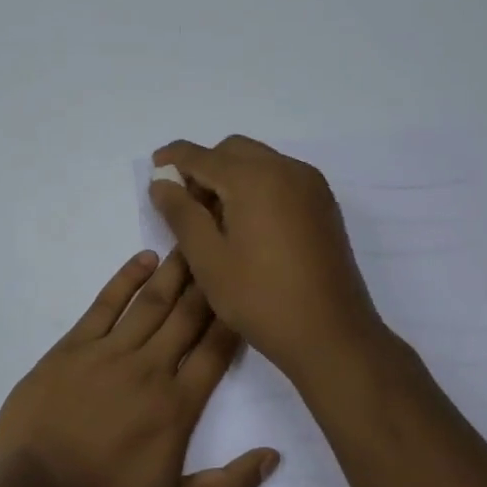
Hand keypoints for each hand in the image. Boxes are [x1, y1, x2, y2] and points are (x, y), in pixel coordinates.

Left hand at [0, 250, 279, 486]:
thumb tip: (273, 456)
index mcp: (176, 406)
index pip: (215, 351)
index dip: (233, 318)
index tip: (246, 288)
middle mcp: (148, 369)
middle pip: (187, 316)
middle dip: (209, 281)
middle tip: (224, 245)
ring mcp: (108, 352)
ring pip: (151, 302)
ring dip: (174, 271)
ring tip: (192, 241)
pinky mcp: (72, 347)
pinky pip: (104, 305)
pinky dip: (125, 279)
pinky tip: (142, 259)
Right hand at [148, 136, 388, 382]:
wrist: (332, 336)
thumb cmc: (260, 298)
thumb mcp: (207, 258)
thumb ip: (180, 213)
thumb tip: (161, 181)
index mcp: (254, 178)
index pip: (202, 156)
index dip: (173, 158)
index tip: (154, 167)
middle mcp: (286, 169)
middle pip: (233, 150)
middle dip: (204, 166)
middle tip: (183, 202)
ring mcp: (310, 186)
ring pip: (259, 161)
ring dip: (230, 175)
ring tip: (213, 218)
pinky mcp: (323, 204)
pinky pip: (280, 177)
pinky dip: (256, 185)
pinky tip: (246, 223)